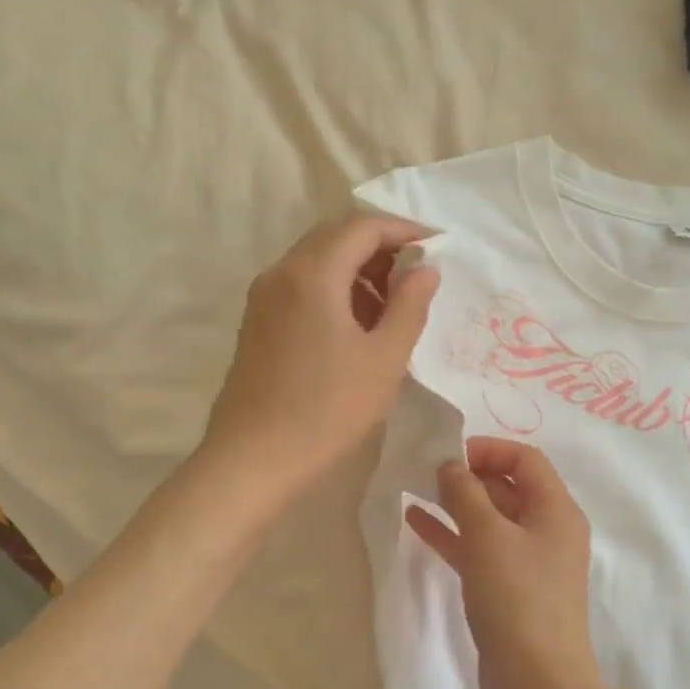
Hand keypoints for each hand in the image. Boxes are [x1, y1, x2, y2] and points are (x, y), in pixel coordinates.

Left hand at [200, 215, 439, 511]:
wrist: (252, 460)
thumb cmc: (327, 411)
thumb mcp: (384, 360)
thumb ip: (409, 306)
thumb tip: (425, 269)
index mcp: (313, 274)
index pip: (363, 227)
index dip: (404, 231)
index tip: (436, 247)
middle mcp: (281, 273)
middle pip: (336, 238)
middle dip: (380, 249)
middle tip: (416, 278)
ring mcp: (262, 298)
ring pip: (317, 263)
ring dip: (357, 271)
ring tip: (391, 309)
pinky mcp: (256, 323)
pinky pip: (301, 287)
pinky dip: (334, 291)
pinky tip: (356, 329)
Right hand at [405, 438, 609, 688]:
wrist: (537, 688)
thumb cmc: (518, 600)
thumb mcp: (488, 537)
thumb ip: (466, 493)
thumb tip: (451, 465)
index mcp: (556, 510)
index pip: (525, 459)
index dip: (487, 449)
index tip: (447, 455)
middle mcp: (546, 531)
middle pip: (507, 487)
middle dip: (467, 475)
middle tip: (423, 472)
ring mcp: (527, 563)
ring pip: (488, 520)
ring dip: (454, 504)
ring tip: (413, 489)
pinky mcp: (507, 590)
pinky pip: (478, 550)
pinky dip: (451, 535)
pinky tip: (415, 523)